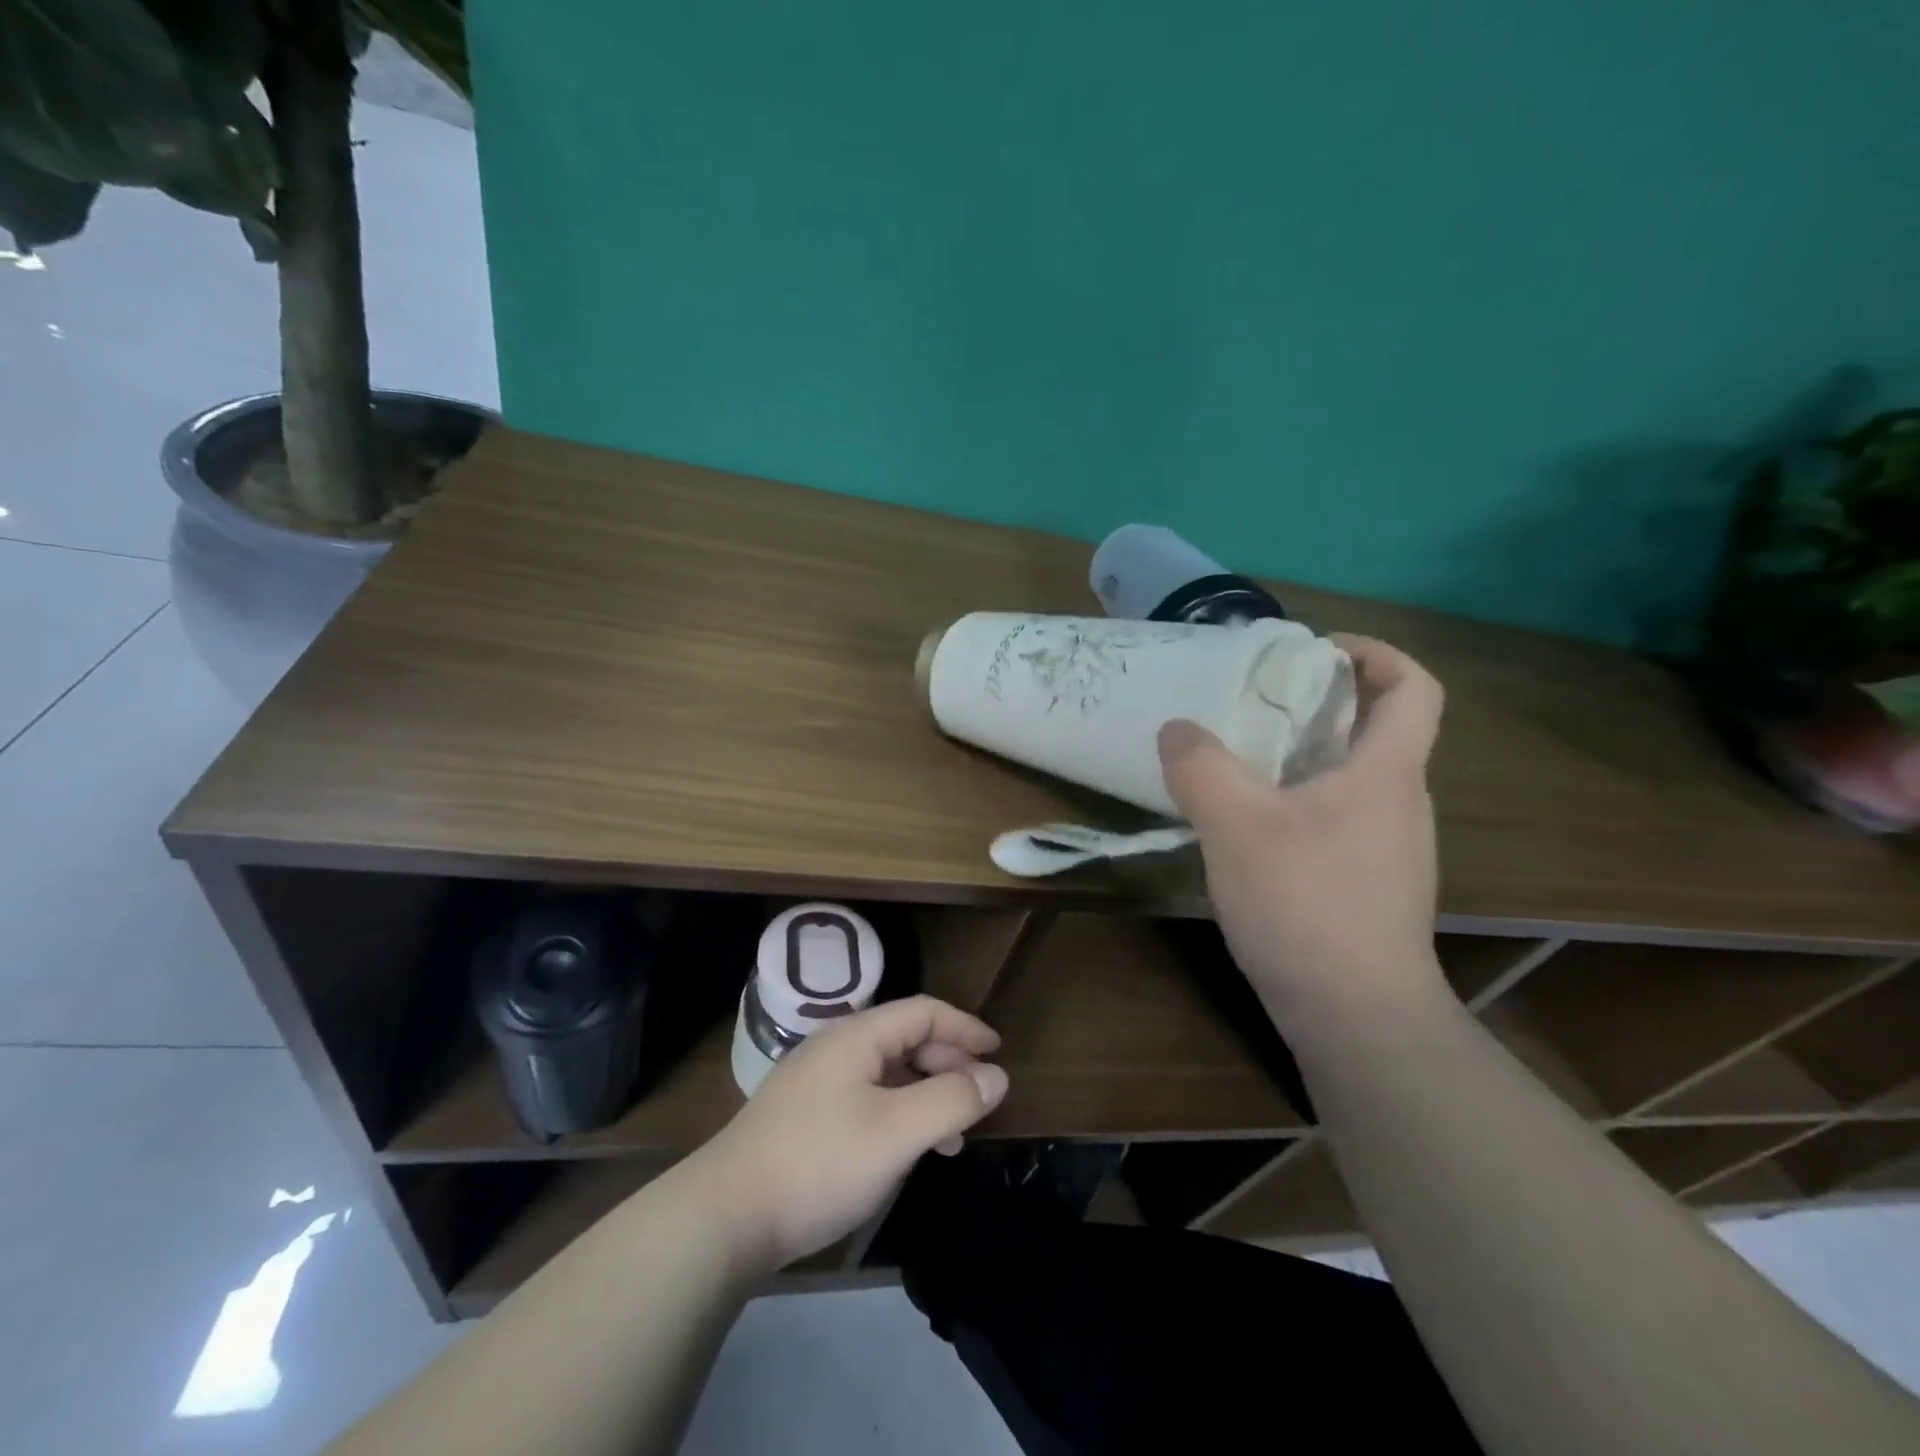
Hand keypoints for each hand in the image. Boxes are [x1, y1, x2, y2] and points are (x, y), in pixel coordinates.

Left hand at [684, 996, 1008, 1274]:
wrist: (724, 1216)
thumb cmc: (819, 1162)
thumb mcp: (897, 1132)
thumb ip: (951, 1099)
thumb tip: (996, 1076)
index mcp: (857, 1036)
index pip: (923, 1012)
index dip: (965, 1028)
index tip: (998, 1053)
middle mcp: (836, 1047)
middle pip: (905, 1038)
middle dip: (948, 1063)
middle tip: (978, 1100)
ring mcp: (816, 1081)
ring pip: (887, 1072)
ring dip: (925, 1093)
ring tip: (951, 1136)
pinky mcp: (804, 1115)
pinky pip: (867, 1097)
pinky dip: (898, 1113)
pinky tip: (905, 1150)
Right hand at [1158, 633, 1445, 1014]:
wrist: (1355, 1015)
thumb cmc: (1305, 904)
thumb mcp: (1235, 825)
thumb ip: (1201, 767)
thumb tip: (1178, 730)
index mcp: (1386, 773)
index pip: (1413, 687)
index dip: (1374, 654)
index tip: (1316, 651)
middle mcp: (1399, 803)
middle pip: (1377, 730)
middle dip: (1321, 703)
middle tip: (1254, 705)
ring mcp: (1389, 849)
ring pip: (1352, 779)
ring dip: (1303, 757)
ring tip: (1240, 763)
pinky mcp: (1368, 885)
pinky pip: (1336, 819)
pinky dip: (1298, 803)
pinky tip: (1250, 828)